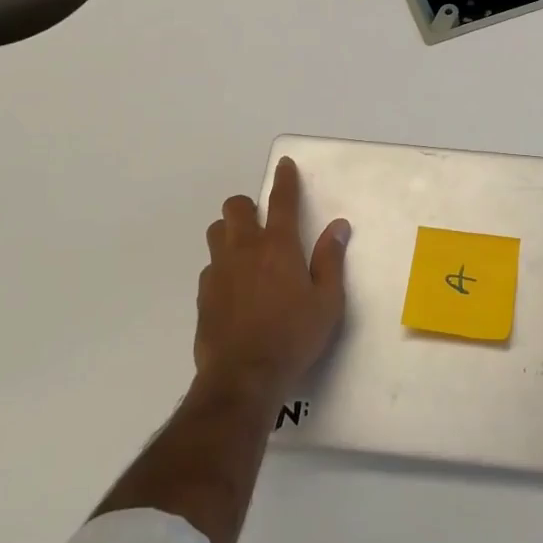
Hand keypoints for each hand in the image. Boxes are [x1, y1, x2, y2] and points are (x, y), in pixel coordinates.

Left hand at [195, 157, 350, 402]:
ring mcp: (219, 271)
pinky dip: (223, 266)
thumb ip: (331, 260)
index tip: (284, 165)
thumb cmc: (294, 336)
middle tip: (264, 221)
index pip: (282, 201)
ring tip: (247, 250)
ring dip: (230, 231)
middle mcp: (244, 250)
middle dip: (249, 205)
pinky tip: (235, 287)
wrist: (243, 377)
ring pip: (216, 232)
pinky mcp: (204, 295)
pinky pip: (211, 266)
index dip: (284, 180)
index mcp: (279, 247)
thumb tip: (338, 226)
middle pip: (236, 208)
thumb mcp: (327, 301)